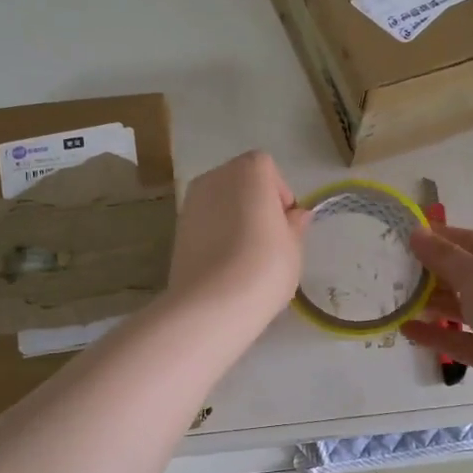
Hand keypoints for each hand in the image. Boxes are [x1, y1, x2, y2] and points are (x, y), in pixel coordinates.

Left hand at [168, 151, 309, 328]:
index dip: (279, 194)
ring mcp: (191, 202)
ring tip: (246, 255)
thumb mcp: (293, 247)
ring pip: (220, 202)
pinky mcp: (176, 229)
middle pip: (241, 182)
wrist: (211, 304)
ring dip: (234, 219)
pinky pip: (205, 223)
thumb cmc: (264, 267)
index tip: (284, 224)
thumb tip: (296, 215)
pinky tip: (225, 264)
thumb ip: (294, 225)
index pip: (267, 169)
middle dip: (255, 203)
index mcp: (249, 170)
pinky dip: (216, 234)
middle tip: (268, 240)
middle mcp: (215, 176)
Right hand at [400, 224, 472, 415]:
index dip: (443, 238)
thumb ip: (443, 256)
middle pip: (471, 277)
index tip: (409, 237)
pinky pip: (464, 340)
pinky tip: (408, 329)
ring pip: (467, 310)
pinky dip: (439, 335)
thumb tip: (416, 232)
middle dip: (435, 275)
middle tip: (398, 271)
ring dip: (435, 305)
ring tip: (399, 300)